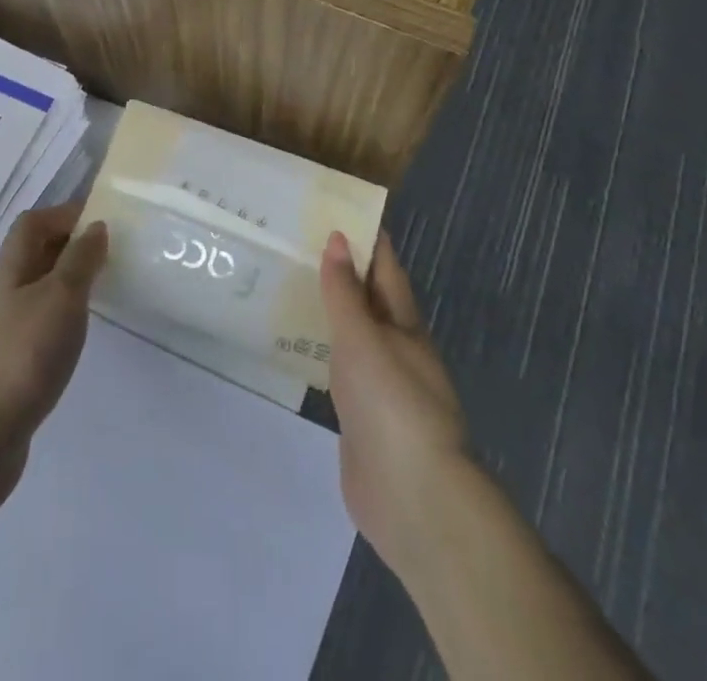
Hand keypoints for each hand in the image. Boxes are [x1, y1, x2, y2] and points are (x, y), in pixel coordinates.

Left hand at [0, 202, 107, 556]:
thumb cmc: (21, 357)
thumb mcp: (60, 299)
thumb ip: (79, 260)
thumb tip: (95, 225)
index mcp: (11, 271)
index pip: (32, 224)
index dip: (63, 213)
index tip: (102, 218)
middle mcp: (3, 295)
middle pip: (33, 255)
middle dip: (69, 245)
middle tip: (110, 251)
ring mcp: (2, 333)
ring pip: (37, 291)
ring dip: (66, 283)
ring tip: (103, 290)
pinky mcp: (7, 369)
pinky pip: (37, 326)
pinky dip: (60, 320)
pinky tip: (77, 337)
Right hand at [320, 230, 470, 579]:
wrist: (413, 498)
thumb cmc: (391, 403)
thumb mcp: (363, 338)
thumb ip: (345, 292)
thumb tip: (339, 238)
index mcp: (404, 324)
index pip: (386, 268)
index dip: (368, 238)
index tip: (339, 209)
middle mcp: (396, 348)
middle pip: (369, 299)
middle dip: (343, 271)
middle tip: (300, 242)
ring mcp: (380, 385)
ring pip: (354, 334)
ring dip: (332, 310)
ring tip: (293, 284)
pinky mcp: (362, 417)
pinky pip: (341, 369)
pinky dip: (324, 350)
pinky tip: (300, 346)